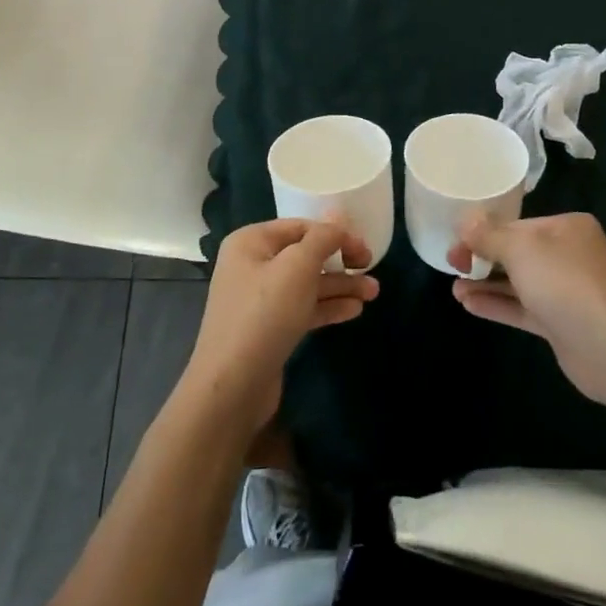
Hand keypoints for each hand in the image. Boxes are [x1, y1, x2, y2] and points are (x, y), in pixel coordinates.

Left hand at [181, 219, 377, 438]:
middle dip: (340, 262)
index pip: (300, 226)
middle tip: (372, 269)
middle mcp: (252, 265)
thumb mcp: (297, 267)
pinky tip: (354, 311)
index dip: (335, 234)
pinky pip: (303, 308)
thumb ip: (322, 238)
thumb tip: (338, 217)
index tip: (365, 250)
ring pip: (307, 284)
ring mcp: (259, 300)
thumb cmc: (264, 315)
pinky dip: (327, 307)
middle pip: (304, 255)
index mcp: (251, 242)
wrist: (231, 388)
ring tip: (374, 293)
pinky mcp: (268, 329)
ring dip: (340, 286)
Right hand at [449, 212, 605, 402]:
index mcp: (566, 228)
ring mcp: (567, 292)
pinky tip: (469, 305)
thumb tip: (464, 220)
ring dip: (486, 284)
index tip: (456, 242)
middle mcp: (569, 255)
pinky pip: (523, 308)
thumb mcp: (520, 249)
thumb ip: (489, 236)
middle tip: (452, 264)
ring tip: (454, 288)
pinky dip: (498, 305)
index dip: (483, 233)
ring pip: (518, 282)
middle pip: (517, 252)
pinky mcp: (561, 324)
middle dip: (483, 258)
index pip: (517, 224)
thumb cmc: (565, 283)